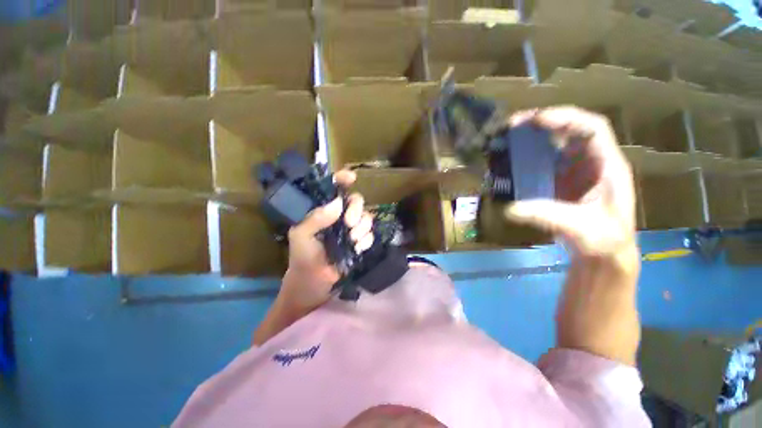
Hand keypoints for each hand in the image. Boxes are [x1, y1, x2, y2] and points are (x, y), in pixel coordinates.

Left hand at [278, 170, 374, 310]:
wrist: (314, 282)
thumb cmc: (303, 257)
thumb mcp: (301, 236)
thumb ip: (315, 218)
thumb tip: (337, 203)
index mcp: (322, 210)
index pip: (333, 189)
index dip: (342, 179)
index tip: (351, 177)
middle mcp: (339, 215)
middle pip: (356, 200)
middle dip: (356, 210)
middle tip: (349, 224)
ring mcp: (351, 228)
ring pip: (366, 216)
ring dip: (362, 228)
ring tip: (352, 241)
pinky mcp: (360, 241)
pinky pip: (371, 233)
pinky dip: (366, 240)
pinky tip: (357, 248)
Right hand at [505, 106, 636, 257]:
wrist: (603, 255)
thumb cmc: (603, 241)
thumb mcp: (580, 228)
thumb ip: (547, 216)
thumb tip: (510, 209)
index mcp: (607, 165)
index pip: (592, 128)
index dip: (566, 118)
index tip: (536, 121)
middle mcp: (591, 161)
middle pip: (570, 129)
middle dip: (543, 122)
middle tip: (513, 124)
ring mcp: (575, 171)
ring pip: (555, 143)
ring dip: (532, 136)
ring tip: (509, 135)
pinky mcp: (560, 181)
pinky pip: (544, 160)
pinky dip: (527, 155)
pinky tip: (512, 158)